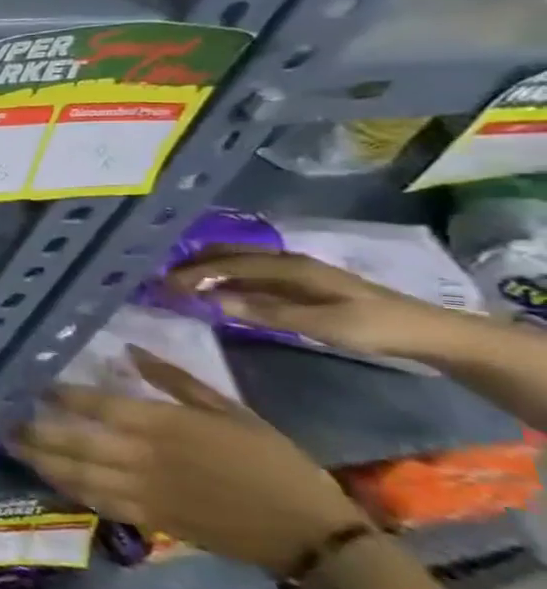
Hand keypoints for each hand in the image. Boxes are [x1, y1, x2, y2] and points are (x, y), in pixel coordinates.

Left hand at [11, 348, 367, 576]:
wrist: (311, 536)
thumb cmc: (272, 462)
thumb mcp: (228, 409)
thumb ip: (173, 380)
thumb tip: (128, 349)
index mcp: (159, 425)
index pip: (90, 405)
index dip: (54, 394)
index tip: (24, 382)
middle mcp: (138, 457)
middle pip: (68, 441)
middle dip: (30, 429)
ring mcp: (139, 491)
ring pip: (73, 473)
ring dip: (38, 459)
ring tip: (10, 444)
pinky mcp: (148, 519)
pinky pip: (95, 501)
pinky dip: (67, 487)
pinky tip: (49, 475)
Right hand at [164, 248, 455, 361]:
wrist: (427, 333)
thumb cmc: (372, 327)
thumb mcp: (320, 324)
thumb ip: (265, 312)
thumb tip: (212, 301)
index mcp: (289, 266)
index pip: (229, 263)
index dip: (194, 271)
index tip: (164, 282)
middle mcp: (286, 261)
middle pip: (229, 254)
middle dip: (194, 263)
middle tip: (162, 278)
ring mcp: (293, 272)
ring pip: (237, 263)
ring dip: (208, 270)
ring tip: (180, 282)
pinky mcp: (298, 284)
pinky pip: (250, 275)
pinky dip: (225, 279)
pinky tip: (214, 291)